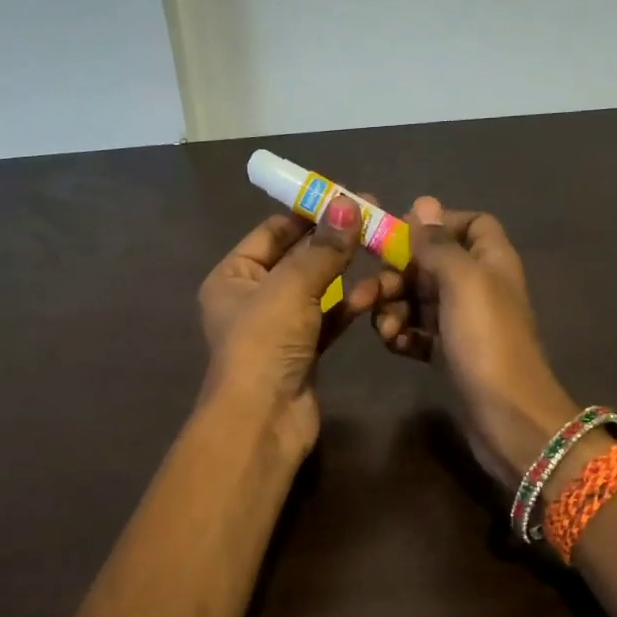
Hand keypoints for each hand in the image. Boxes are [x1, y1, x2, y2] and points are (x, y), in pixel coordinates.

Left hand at [197, 196, 373, 459]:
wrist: (263, 420)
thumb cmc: (264, 343)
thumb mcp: (292, 287)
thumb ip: (323, 248)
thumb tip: (349, 204)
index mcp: (233, 276)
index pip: (272, 232)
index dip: (308, 212)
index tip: (347, 196)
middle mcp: (253, 297)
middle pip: (298, 258)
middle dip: (334, 240)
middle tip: (375, 218)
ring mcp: (279, 326)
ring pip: (318, 289)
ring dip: (346, 272)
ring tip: (383, 249)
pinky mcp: (304, 350)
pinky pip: (329, 318)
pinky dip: (349, 304)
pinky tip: (377, 290)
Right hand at [370, 196, 577, 483]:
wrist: (508, 419)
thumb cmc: (487, 342)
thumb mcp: (463, 283)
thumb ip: (439, 244)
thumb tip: (422, 203)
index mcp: (491, 261)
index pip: (470, 223)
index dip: (437, 224)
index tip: (400, 235)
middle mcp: (479, 287)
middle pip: (431, 264)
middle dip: (396, 275)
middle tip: (367, 295)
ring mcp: (464, 323)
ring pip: (418, 300)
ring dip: (393, 309)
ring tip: (385, 330)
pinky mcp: (450, 354)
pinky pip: (418, 332)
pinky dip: (402, 335)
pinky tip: (394, 347)